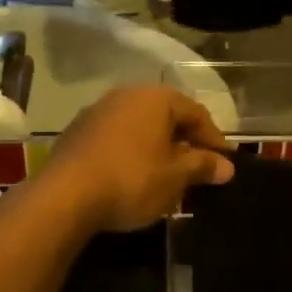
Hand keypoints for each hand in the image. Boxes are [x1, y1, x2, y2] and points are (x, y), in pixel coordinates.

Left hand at [44, 86, 234, 232]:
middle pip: (167, 116)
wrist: (65, 196)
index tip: (224, 163)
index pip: (196, 113)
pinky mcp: (77, 132)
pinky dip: (132, 153)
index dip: (214, 139)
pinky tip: (134, 177)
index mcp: (156, 98)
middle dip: (184, 142)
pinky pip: (116, 138)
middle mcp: (127, 95)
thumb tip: (226, 166)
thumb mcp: (176, 177)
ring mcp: (98, 111)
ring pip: (140, 127)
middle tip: (198, 169)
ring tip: (167, 176)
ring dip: (157, 148)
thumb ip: (203, 166)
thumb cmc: (132, 179)